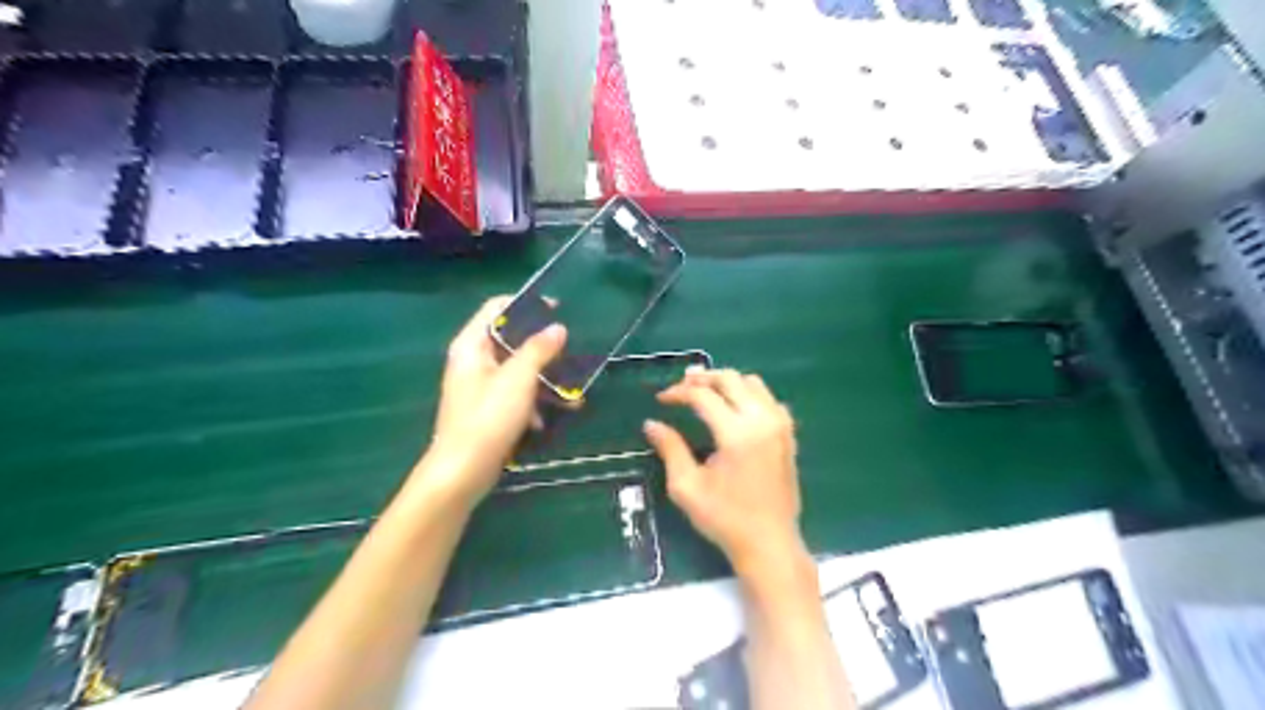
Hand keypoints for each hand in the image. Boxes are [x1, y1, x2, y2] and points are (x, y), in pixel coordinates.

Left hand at [421, 297, 566, 505]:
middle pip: (510, 340)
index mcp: (471, 345)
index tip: (557, 310)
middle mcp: (472, 361)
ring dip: (543, 378)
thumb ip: (539, 349)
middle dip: (542, 347)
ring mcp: (479, 386)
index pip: (497, 308)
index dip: (526, 305)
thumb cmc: (488, 418)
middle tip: (570, 351)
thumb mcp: (518, 379)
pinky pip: (514, 394)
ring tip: (572, 392)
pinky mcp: (487, 409)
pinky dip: (532, 401)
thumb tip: (558, 328)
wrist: (463, 472)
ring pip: (516, 369)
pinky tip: (548, 418)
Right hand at [644, 370, 809, 580]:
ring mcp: (780, 425)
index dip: (678, 392)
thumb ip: (670, 449)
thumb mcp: (687, 487)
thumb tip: (651, 424)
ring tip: (704, 393)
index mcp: (737, 434)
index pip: (703, 396)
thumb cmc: (724, 519)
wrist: (769, 542)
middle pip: (730, 379)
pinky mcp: (788, 434)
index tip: (661, 399)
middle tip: (681, 388)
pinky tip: (734, 409)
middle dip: (702, 378)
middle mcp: (762, 420)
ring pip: (753, 383)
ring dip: (726, 382)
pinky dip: (748, 394)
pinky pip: (769, 399)